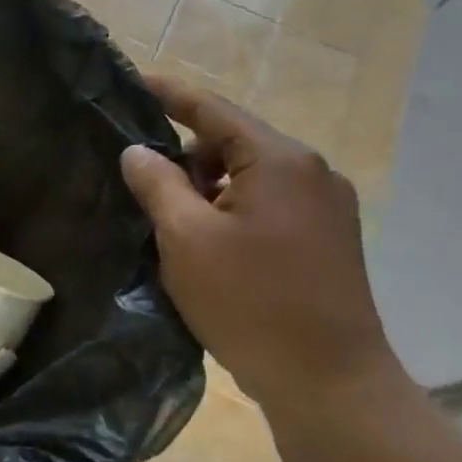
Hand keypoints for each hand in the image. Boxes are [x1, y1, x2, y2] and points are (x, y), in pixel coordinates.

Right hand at [121, 74, 401, 417]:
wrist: (328, 381)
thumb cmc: (250, 302)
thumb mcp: (186, 238)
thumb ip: (157, 184)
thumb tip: (138, 151)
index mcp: (279, 161)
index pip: (213, 110)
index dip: (170, 94)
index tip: (133, 81)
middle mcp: (311, 172)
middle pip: (234, 142)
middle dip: (186, 157)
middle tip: (143, 187)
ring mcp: (326, 206)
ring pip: (249, 176)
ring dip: (208, 188)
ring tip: (172, 224)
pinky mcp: (327, 238)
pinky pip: (267, 203)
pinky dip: (231, 209)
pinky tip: (208, 245)